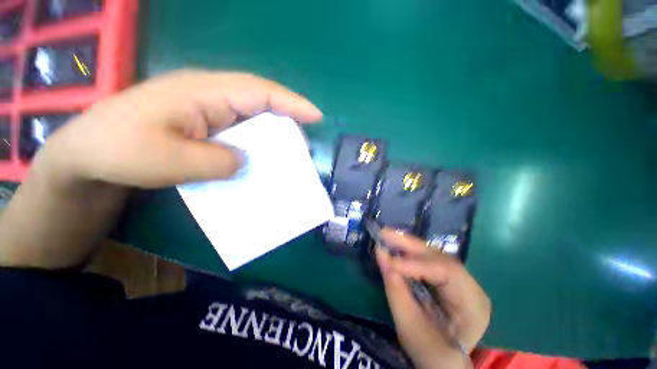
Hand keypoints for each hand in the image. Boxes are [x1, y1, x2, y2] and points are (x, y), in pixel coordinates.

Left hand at [34, 70, 322, 188]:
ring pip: (251, 116)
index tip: (316, 115)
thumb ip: (217, 161)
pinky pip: (239, 129)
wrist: (88, 154)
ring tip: (287, 154)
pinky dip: (254, 142)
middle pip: (260, 101)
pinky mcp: (203, 124)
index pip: (259, 92)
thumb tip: (246, 161)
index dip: (292, 103)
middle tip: (302, 146)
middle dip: (287, 121)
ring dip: (271, 134)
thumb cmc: (120, 150)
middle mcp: (210, 95)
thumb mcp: (169, 160)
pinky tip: (259, 157)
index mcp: (203, 93)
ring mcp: (207, 109)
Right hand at [376, 229, 490, 368]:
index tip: (390, 263)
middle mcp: (469, 285)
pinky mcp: (444, 278)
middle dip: (409, 244)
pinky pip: (425, 260)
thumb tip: (381, 256)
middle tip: (384, 233)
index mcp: (473, 304)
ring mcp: (457, 280)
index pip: (447, 273)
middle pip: (439, 257)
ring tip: (385, 235)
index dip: (416, 264)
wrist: (443, 362)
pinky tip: (394, 246)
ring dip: (406, 245)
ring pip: (431, 255)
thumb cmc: (433, 355)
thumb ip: (397, 294)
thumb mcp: (413, 332)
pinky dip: (407, 252)